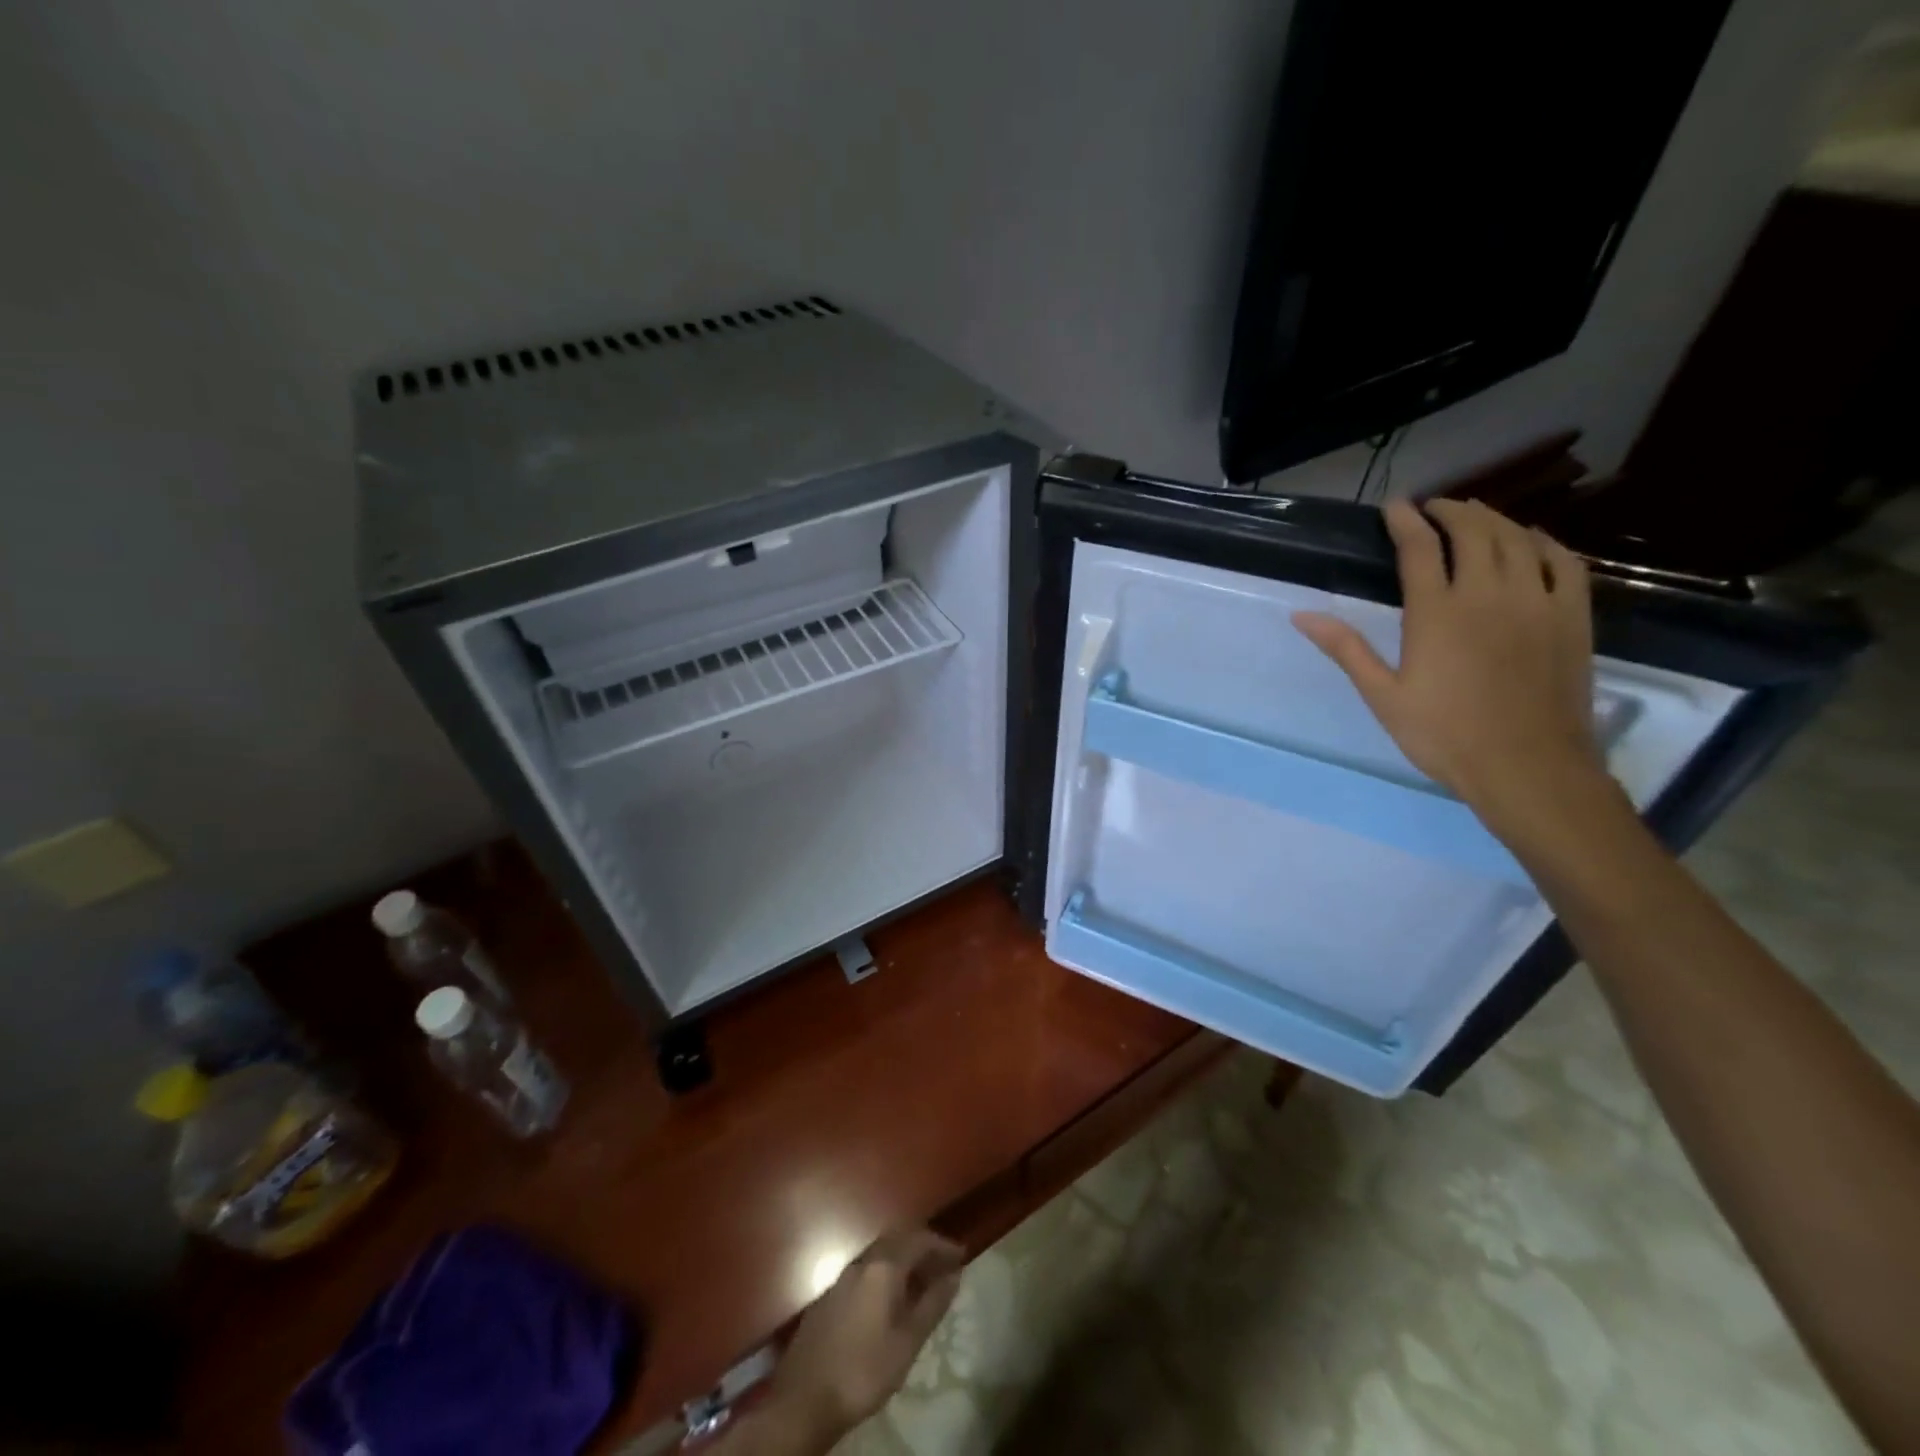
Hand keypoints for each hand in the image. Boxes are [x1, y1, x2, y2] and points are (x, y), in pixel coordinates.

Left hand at [762, 1229, 963, 1450]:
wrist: (803, 1399)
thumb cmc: (864, 1370)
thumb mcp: (907, 1343)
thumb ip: (932, 1305)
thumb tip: (954, 1275)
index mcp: (883, 1266)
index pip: (919, 1239)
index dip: (942, 1245)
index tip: (961, 1256)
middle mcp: (862, 1261)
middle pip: (898, 1239)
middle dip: (923, 1247)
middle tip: (944, 1265)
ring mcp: (842, 1276)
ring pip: (880, 1253)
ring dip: (904, 1258)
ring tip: (922, 1281)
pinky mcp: (830, 1295)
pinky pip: (866, 1269)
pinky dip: (885, 1272)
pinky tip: (890, 1297)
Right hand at [1292, 499, 1609, 834]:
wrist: (1527, 767)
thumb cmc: (1443, 735)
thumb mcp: (1382, 696)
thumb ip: (1346, 649)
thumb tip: (1302, 615)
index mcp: (1437, 613)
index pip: (1420, 548)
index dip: (1405, 521)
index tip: (1394, 506)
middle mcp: (1487, 594)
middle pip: (1472, 531)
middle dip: (1451, 511)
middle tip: (1434, 507)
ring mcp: (1536, 602)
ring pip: (1517, 539)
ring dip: (1493, 519)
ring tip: (1474, 515)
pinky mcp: (1572, 617)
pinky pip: (1564, 562)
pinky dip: (1544, 541)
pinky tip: (1532, 540)